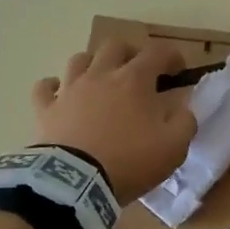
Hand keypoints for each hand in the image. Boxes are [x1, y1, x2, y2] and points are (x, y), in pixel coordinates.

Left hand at [31, 41, 196, 203]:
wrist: (76, 182)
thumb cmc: (130, 161)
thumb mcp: (173, 147)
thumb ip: (184, 122)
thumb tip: (183, 108)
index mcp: (134, 80)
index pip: (157, 52)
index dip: (172, 56)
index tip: (178, 71)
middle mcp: (101, 75)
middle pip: (115, 46)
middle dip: (130, 53)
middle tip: (139, 72)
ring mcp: (70, 90)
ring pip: (79, 59)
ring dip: (93, 64)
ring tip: (101, 79)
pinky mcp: (46, 109)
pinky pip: (44, 88)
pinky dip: (52, 86)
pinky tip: (59, 93)